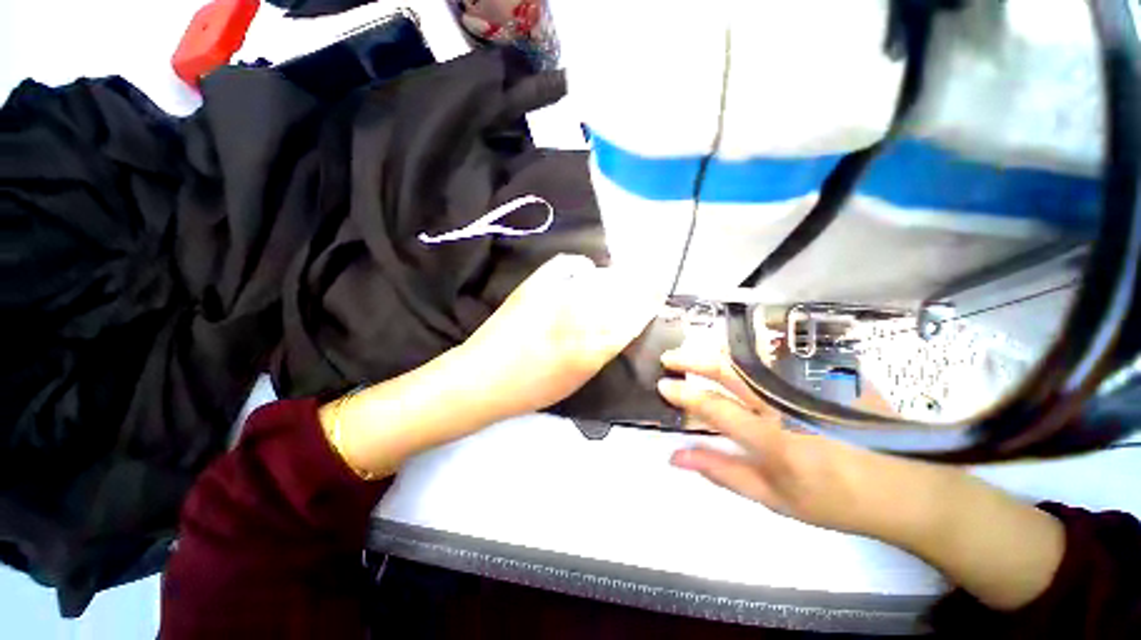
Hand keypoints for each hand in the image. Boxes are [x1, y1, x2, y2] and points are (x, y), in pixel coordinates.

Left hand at [457, 254, 660, 421]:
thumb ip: (604, 350)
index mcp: (592, 346)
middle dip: (638, 286)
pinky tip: (584, 272)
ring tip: (619, 279)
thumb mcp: (579, 377)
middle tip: (645, 284)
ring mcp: (555, 296)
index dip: (648, 302)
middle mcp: (579, 316)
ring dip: (614, 277)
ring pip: (599, 278)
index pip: (632, 316)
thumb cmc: (532, 388)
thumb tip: (623, 325)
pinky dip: (581, 266)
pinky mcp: (534, 285)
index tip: (657, 296)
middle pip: (620, 292)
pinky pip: (567, 265)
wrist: (483, 378)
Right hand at [658, 347, 1065, 611]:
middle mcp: (785, 404)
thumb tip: (675, 456)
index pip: (712, 406)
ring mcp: (808, 386)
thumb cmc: (834, 501)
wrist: (907, 490)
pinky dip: (747, 355)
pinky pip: (777, 359)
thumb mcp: (772, 497)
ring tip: (693, 354)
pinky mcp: (826, 377)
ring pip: (750, 360)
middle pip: (727, 371)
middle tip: (670, 358)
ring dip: (715, 354)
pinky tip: (734, 357)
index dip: (683, 393)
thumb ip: (721, 471)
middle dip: (692, 360)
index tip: (662, 385)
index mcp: (771, 438)